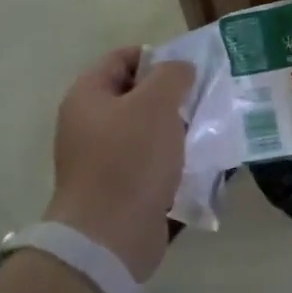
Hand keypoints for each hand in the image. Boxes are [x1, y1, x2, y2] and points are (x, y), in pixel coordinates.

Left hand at [47, 48, 193, 280]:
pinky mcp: (118, 185)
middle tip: (202, 98)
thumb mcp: (156, 104)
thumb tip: (180, 69)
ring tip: (204, 129)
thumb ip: (172, 75)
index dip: (156, 57)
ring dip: (174, 126)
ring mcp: (101, 156)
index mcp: (88, 96)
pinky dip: (170, 157)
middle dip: (170, 94)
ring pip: (145, 128)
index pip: (122, 58)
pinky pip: (148, 159)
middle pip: (135, 93)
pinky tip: (195, 160)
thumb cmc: (130, 159)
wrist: (110, 236)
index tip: (188, 70)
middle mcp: (89, 123)